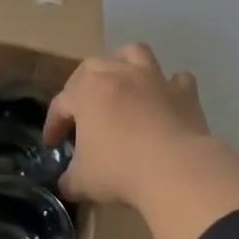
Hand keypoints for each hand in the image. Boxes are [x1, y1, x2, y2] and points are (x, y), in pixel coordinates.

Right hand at [44, 44, 212, 207]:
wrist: (176, 170)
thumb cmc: (119, 169)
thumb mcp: (82, 181)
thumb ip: (70, 179)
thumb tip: (68, 184)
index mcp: (87, 89)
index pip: (61, 104)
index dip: (54, 125)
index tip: (53, 144)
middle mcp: (119, 73)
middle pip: (93, 68)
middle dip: (83, 87)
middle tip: (84, 113)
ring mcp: (154, 79)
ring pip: (135, 54)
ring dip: (125, 65)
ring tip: (122, 86)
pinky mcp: (185, 93)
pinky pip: (177, 81)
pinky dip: (169, 88)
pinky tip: (165, 103)